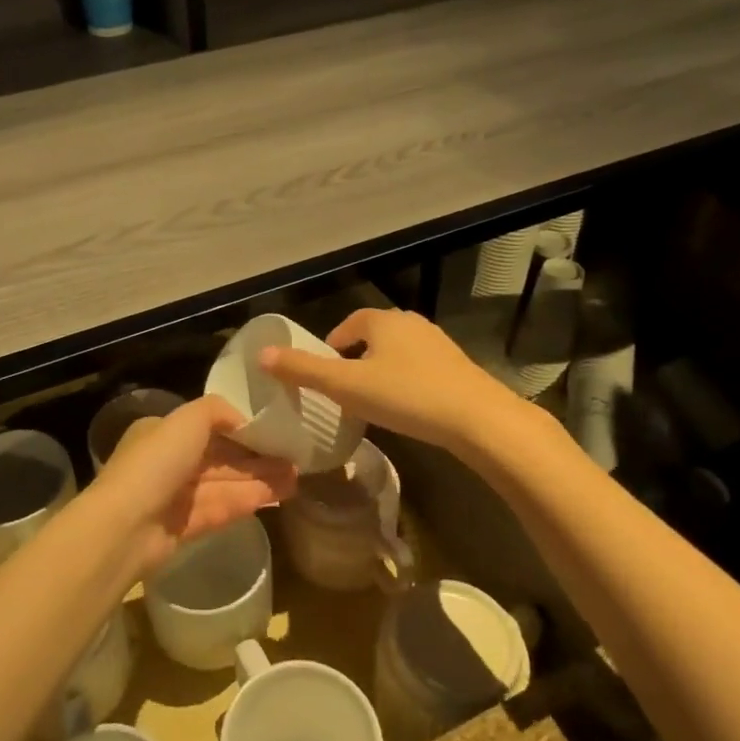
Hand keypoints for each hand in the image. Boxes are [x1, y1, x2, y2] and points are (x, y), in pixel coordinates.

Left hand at [91, 395, 297, 575]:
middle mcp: (169, 462)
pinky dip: (250, 500)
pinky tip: (279, 496)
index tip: (274, 431)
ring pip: (226, 484)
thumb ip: (217, 411)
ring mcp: (177, 496)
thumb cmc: (156, 462)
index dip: (241, 429)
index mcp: (163, 432)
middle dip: (256, 457)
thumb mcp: (187, 419)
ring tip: (298, 477)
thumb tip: (242, 420)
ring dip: (260, 479)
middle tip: (295, 457)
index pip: (208, 427)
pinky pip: (223, 508)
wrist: (126, 526)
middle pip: (221, 457)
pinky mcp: (186, 527)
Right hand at [260, 308, 518, 451]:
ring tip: (372, 399)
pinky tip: (407, 408)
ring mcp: (439, 344)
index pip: (350, 322)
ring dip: (382, 369)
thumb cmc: (406, 396)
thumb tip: (261, 355)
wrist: (478, 418)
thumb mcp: (346, 386)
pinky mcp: (459, 367)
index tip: (325, 368)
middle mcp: (411, 324)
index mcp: (383, 321)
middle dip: (357, 356)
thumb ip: (303, 370)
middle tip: (344, 387)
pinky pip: (421, 368)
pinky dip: (407, 381)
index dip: (333, 343)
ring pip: (399, 352)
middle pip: (375, 334)